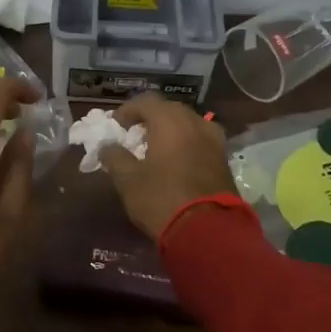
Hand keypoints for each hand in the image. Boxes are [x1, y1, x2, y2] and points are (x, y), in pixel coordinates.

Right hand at [99, 92, 236, 240]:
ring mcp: (214, 140)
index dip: (127, 110)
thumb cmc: (162, 199)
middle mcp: (195, 122)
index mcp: (170, 120)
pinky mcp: (224, 159)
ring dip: (170, 131)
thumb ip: (115, 157)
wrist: (209, 230)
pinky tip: (176, 161)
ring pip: (188, 124)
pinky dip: (186, 144)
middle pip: (169, 110)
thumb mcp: (128, 180)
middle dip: (150, 119)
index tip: (116, 126)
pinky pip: (200, 140)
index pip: (145, 101)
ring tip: (156, 148)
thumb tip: (107, 147)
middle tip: (135, 136)